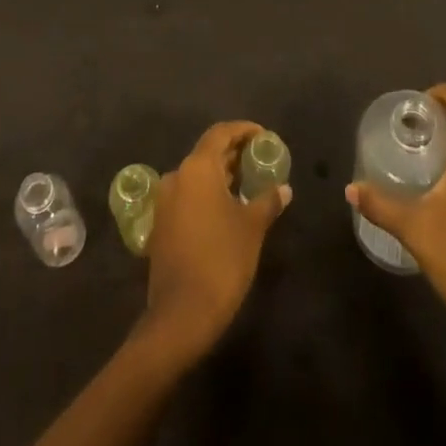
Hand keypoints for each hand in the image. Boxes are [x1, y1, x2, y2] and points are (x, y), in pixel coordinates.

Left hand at [138, 121, 291, 362]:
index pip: (220, 134)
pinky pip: (188, 195)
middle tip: (259, 160)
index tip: (263, 136)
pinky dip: (208, 193)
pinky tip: (227, 209)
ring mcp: (165, 201)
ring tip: (248, 184)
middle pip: (207, 153)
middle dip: (234, 153)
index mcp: (197, 168)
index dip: (243, 130)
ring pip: (197, 175)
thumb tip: (284, 189)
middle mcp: (177, 176)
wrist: (180, 315)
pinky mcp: (161, 224)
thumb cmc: (221, 260)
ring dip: (222, 175)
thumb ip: (268, 201)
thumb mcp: (252, 228)